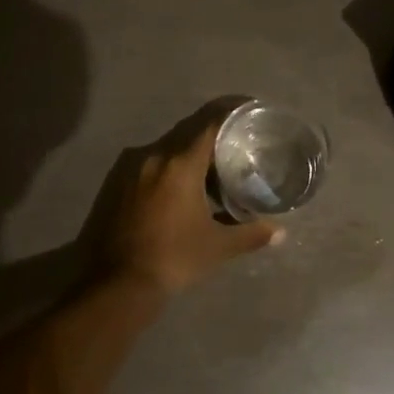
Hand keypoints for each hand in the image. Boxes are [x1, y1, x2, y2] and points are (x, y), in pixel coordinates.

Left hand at [100, 115, 282, 296]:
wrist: (113, 285)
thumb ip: (249, 234)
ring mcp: (129, 167)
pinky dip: (167, 168)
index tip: (248, 109)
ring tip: (209, 171)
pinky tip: (178, 189)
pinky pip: (148, 163)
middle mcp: (153, 154)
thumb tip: (279, 232)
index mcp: (180, 162)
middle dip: (212, 135)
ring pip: (166, 148)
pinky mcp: (114, 183)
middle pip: (188, 132)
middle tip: (234, 145)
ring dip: (188, 154)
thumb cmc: (171, 259)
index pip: (210, 122)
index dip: (231, 111)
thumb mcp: (216, 247)